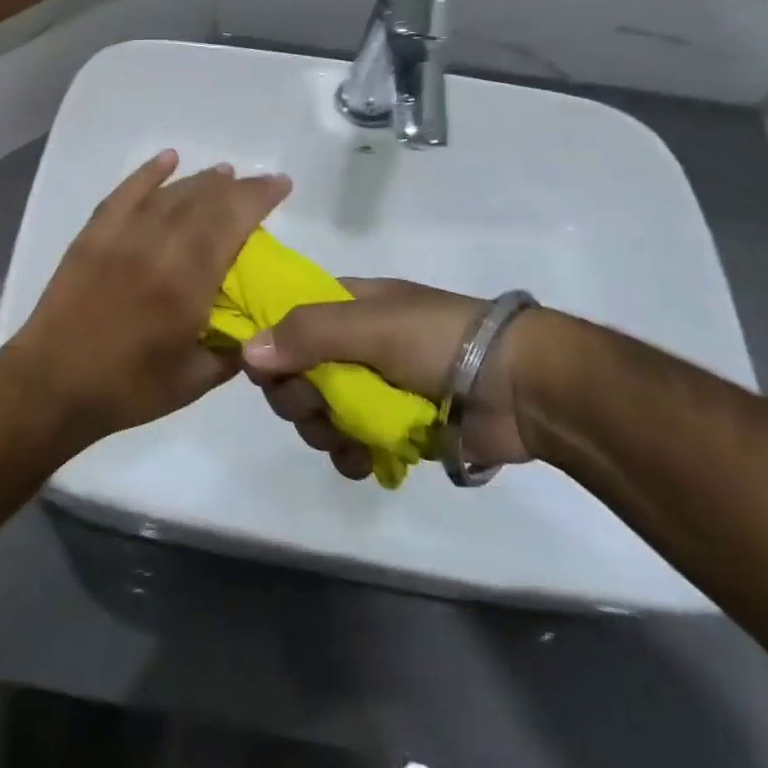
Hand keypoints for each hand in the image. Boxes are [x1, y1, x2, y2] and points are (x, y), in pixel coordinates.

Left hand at [4, 151, 291, 441]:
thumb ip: (233, 349)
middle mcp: (156, 246)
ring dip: (201, 180)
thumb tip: (257, 327)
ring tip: (224, 175)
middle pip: (204, 199)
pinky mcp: (93, 234)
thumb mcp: (195, 380)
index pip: (232, 221)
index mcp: (186, 282)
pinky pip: (125, 192)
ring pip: (169, 193)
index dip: (259, 197)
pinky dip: (148, 172)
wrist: (52, 384)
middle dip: (237, 187)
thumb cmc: (127, 389)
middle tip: (258, 186)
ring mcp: (120, 235)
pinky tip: (168, 159)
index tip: (281, 186)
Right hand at [243, 278, 536, 478]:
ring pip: (318, 415)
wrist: (522, 387)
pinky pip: (350, 446)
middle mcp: (351, 345)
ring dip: (323, 431)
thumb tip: (246, 353)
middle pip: (294, 374)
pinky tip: (363, 460)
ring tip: (347, 438)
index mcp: (344, 307)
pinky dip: (350, 455)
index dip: (269, 347)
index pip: (284, 322)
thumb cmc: (439, 339)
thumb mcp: (369, 324)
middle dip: (297, 397)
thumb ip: (307, 334)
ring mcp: (371, 389)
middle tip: (316, 405)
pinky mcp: (392, 429)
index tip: (266, 372)